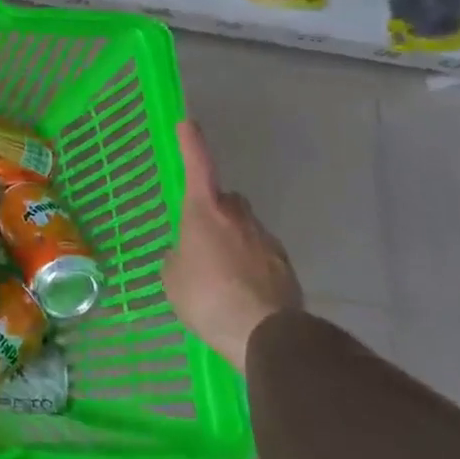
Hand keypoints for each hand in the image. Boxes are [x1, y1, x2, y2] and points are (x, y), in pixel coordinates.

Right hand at [160, 120, 302, 371]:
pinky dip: (252, 266)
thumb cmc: (207, 297)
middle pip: (227, 200)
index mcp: (204, 211)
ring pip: (246, 229)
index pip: (198, 166)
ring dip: (234, 241)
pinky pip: (262, 256)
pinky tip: (242, 293)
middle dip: (216, 210)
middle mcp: (238, 217)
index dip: (191, 144)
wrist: (265, 335)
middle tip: (201, 236)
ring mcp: (266, 241)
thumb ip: (178, 258)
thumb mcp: (172, 278)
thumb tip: (187, 256)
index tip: (188, 123)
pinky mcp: (286, 268)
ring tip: (222, 275)